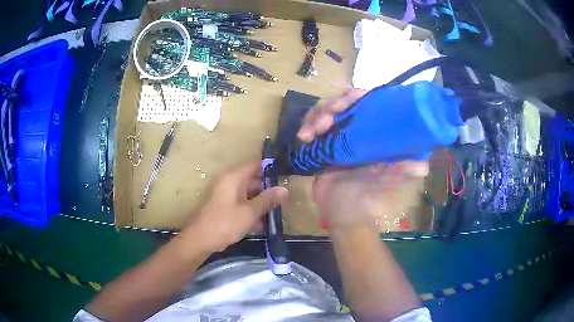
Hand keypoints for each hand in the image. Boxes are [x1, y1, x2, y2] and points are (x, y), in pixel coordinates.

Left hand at [181, 162, 289, 251]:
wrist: (200, 240)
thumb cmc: (224, 223)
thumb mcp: (249, 212)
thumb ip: (267, 200)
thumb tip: (285, 189)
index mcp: (233, 177)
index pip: (255, 166)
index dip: (271, 171)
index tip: (286, 178)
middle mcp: (229, 182)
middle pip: (253, 181)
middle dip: (269, 190)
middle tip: (286, 199)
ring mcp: (226, 195)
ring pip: (249, 194)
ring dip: (262, 203)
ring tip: (279, 212)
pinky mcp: (225, 207)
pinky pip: (242, 205)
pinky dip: (252, 211)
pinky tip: (265, 224)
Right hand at [297, 89, 428, 228]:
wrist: (344, 215)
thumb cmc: (370, 198)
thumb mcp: (387, 181)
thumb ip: (402, 172)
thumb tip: (423, 166)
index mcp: (374, 132)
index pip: (366, 102)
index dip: (356, 95)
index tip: (349, 99)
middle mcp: (356, 129)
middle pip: (342, 102)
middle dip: (331, 105)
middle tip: (325, 121)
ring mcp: (338, 135)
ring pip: (324, 111)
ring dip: (316, 116)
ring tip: (311, 134)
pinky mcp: (322, 144)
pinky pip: (312, 126)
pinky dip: (307, 127)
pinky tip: (304, 137)